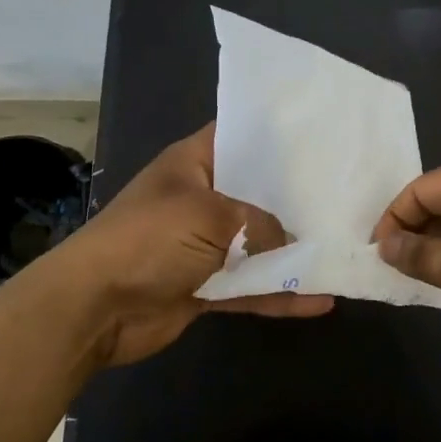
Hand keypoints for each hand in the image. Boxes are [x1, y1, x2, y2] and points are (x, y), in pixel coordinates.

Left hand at [46, 124, 332, 368]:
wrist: (96, 306)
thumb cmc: (151, 239)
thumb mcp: (210, 216)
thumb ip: (260, 224)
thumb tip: (292, 240)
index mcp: (193, 164)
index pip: (238, 136)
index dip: (275, 135)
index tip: (319, 138)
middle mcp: (201, 199)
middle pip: (255, 193)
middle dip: (294, 197)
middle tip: (345, 195)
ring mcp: (203, 245)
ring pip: (257, 244)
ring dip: (292, 251)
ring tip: (341, 249)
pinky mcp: (205, 286)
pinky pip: (251, 287)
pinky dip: (280, 294)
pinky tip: (320, 301)